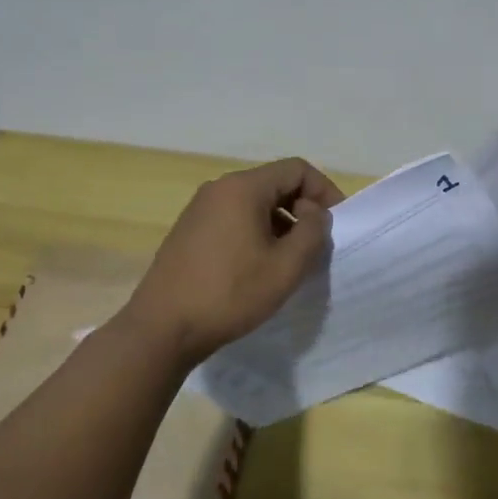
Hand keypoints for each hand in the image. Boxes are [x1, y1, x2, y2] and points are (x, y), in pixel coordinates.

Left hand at [126, 157, 345, 366]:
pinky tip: (257, 267)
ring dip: (280, 223)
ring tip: (289, 259)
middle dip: (302, 208)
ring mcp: (200, 209)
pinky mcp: (189, 230)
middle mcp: (219, 188)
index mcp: (243, 188)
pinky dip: (256, 232)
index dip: (324, 190)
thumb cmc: (230, 294)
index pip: (296, 169)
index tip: (335, 223)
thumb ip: (312, 232)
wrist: (162, 329)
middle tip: (315, 244)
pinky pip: (234, 218)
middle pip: (274, 183)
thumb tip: (314, 213)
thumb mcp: (286, 267)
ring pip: (254, 203)